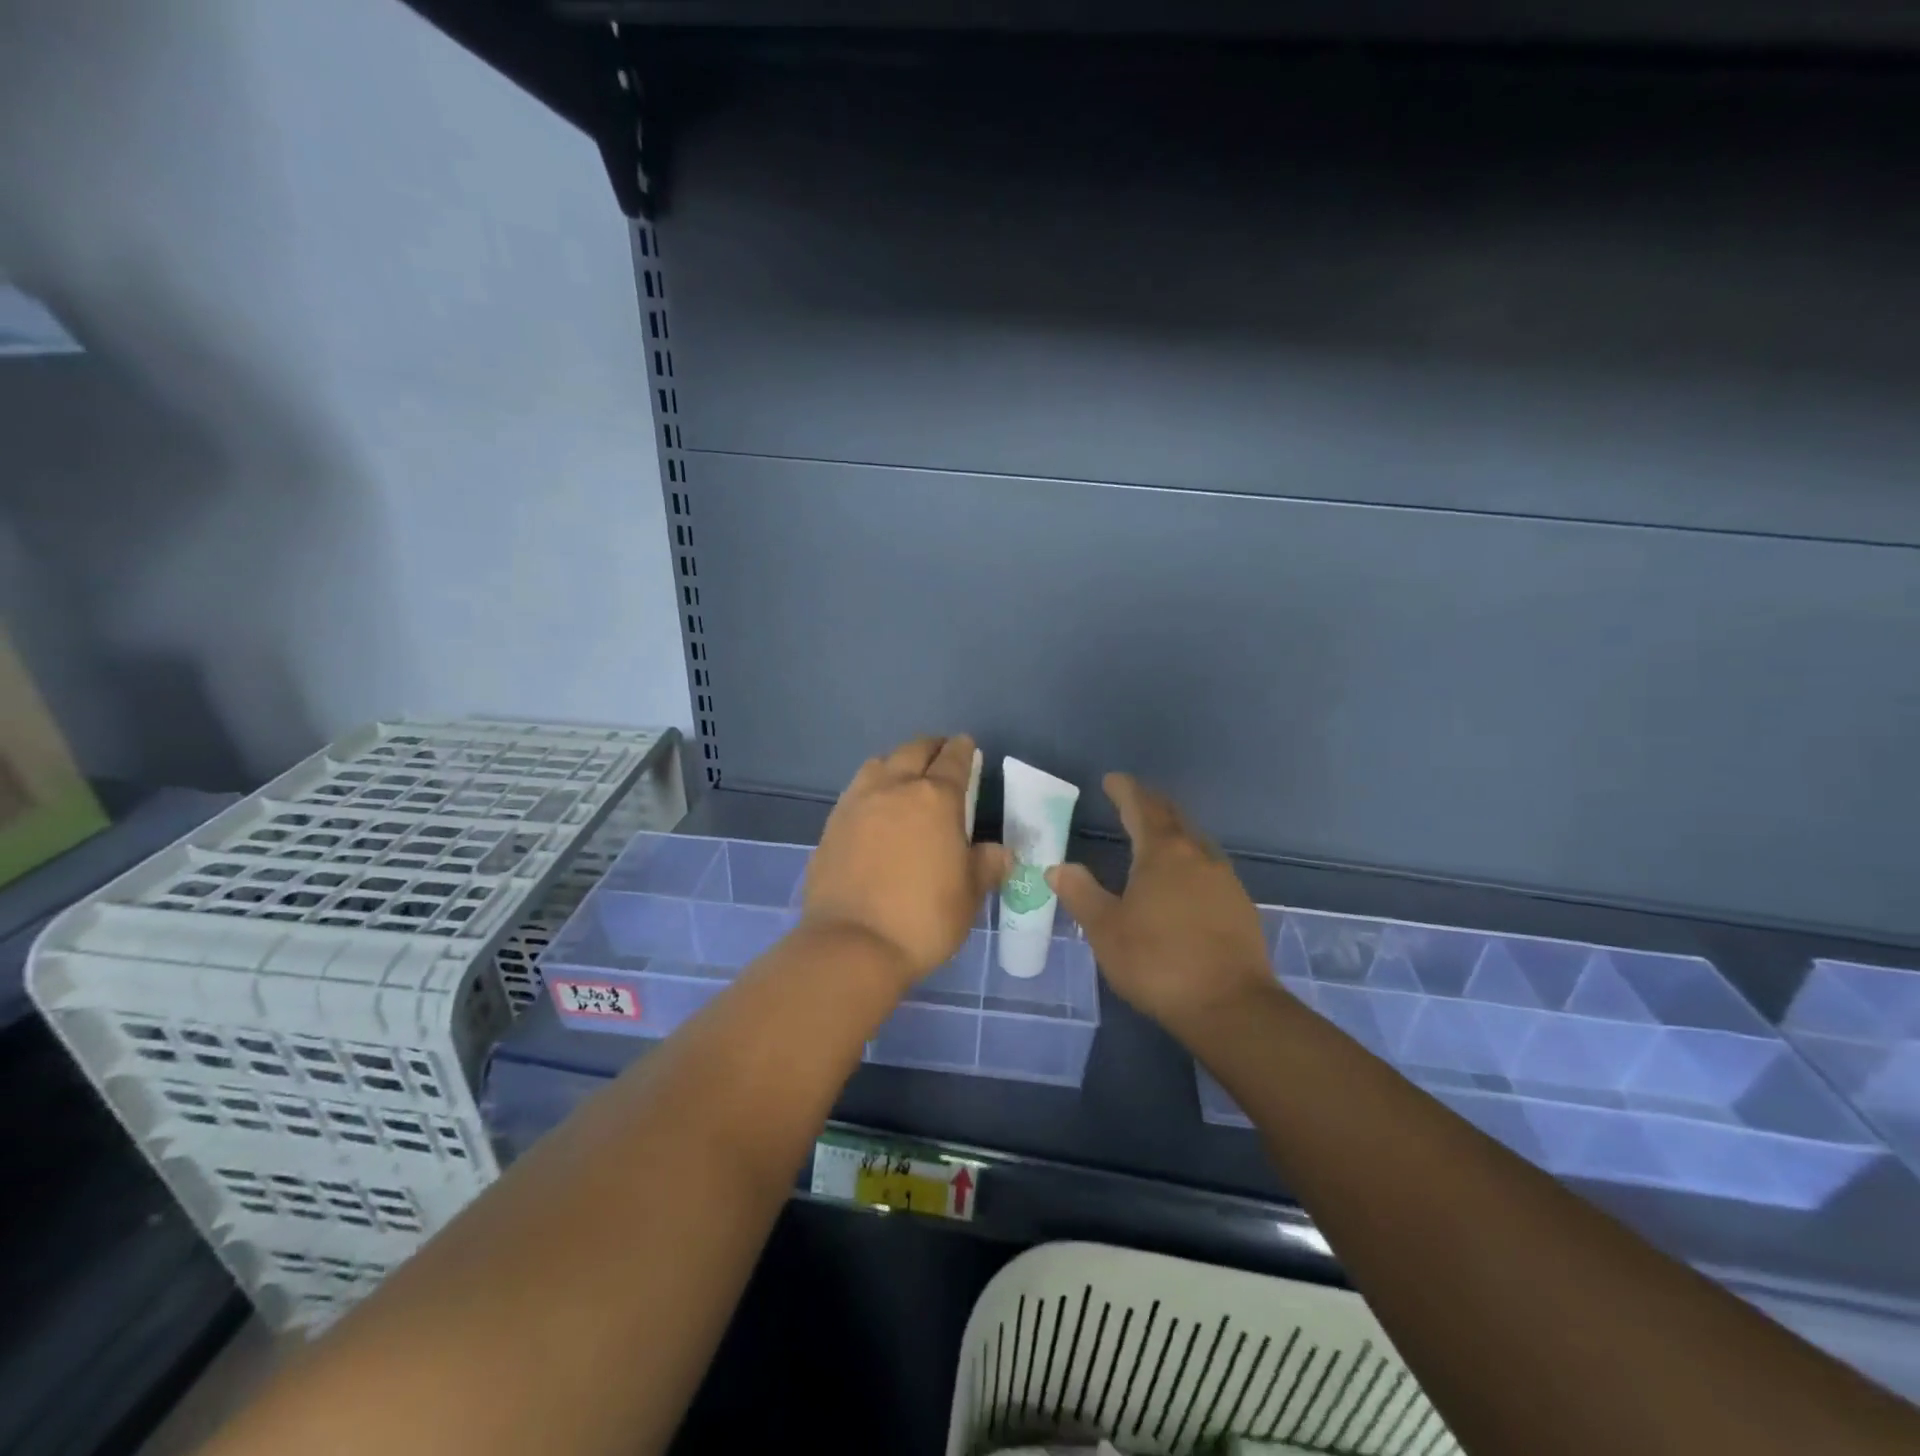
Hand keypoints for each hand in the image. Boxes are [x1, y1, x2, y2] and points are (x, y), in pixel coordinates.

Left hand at [802, 735, 1009, 988]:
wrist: (852, 944)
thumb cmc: (923, 918)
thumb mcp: (968, 895)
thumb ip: (985, 865)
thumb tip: (999, 851)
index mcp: (935, 799)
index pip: (954, 761)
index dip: (963, 750)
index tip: (967, 745)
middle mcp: (895, 789)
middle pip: (914, 751)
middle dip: (931, 747)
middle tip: (941, 753)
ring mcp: (858, 803)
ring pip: (879, 764)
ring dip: (897, 762)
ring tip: (905, 775)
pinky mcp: (833, 824)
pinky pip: (856, 790)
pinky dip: (872, 787)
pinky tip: (875, 807)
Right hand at [1049, 773, 1273, 1032]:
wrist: (1231, 1007)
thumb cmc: (1158, 962)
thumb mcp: (1105, 930)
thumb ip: (1081, 893)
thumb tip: (1058, 867)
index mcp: (1162, 853)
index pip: (1142, 807)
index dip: (1125, 790)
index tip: (1111, 780)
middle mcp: (1197, 855)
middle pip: (1173, 817)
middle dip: (1150, 804)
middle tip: (1131, 800)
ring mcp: (1224, 879)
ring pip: (1195, 841)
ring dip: (1173, 831)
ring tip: (1155, 837)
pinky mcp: (1240, 905)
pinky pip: (1209, 867)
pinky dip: (1189, 860)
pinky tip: (1183, 881)